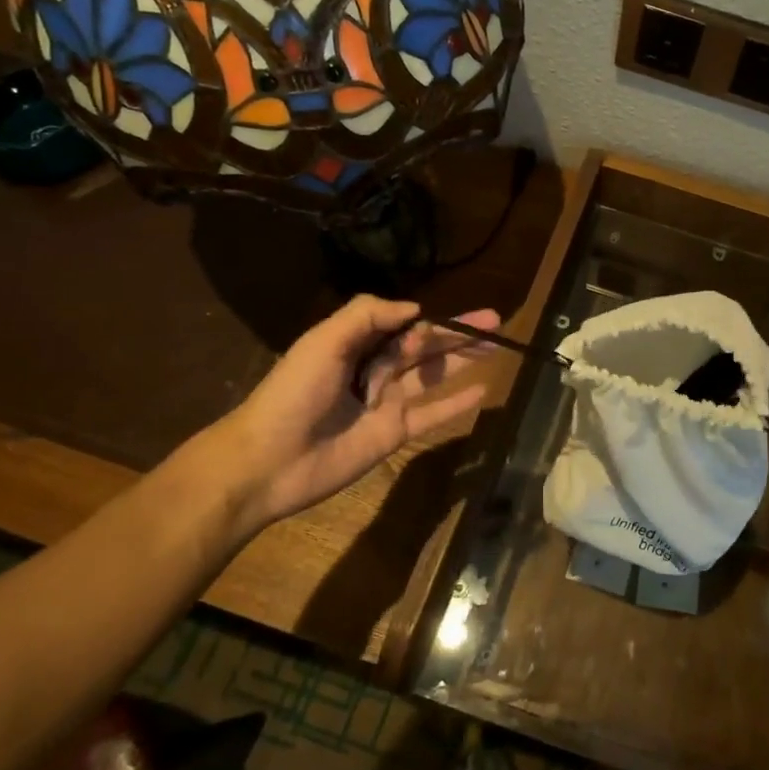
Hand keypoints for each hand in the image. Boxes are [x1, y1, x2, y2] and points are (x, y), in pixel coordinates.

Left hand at [217, 296, 500, 532]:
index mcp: (355, 343)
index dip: (430, 321)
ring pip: (433, 375)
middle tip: (497, 320)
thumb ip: (367, 315)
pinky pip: (432, 413)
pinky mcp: (395, 433)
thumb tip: (415, 309)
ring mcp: (387, 402)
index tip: (453, 321)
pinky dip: (456, 404)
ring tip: (496, 348)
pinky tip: (484, 392)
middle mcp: (375, 368)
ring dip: (464, 360)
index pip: (403, 324)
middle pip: (425, 346)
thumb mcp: (324, 341)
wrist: (271, 460)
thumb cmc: (294, 393)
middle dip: (459, 333)